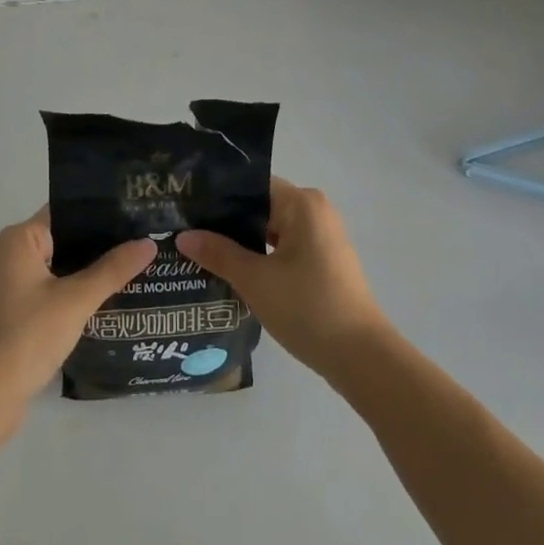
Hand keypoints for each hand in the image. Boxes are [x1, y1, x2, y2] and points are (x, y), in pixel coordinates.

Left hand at [0, 208, 154, 429]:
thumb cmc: (27, 336)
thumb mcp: (76, 300)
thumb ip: (113, 270)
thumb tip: (149, 243)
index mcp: (20, 239)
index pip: (67, 212)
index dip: (102, 213)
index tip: (138, 214)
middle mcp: (13, 255)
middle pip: (67, 239)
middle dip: (103, 244)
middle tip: (146, 241)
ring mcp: (15, 286)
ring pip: (63, 268)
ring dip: (93, 271)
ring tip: (139, 266)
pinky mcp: (20, 313)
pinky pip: (57, 291)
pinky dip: (80, 293)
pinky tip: (113, 298)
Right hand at [178, 177, 390, 383]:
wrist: (361, 357)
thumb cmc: (308, 308)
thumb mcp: (255, 280)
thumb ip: (218, 253)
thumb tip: (183, 236)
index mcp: (302, 203)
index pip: (251, 187)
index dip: (218, 198)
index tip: (187, 210)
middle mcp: (315, 211)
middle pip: (261, 207)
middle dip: (226, 223)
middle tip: (186, 233)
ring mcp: (322, 237)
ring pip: (271, 230)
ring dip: (242, 243)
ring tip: (201, 253)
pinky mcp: (324, 261)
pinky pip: (284, 248)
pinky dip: (261, 257)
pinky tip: (232, 272)